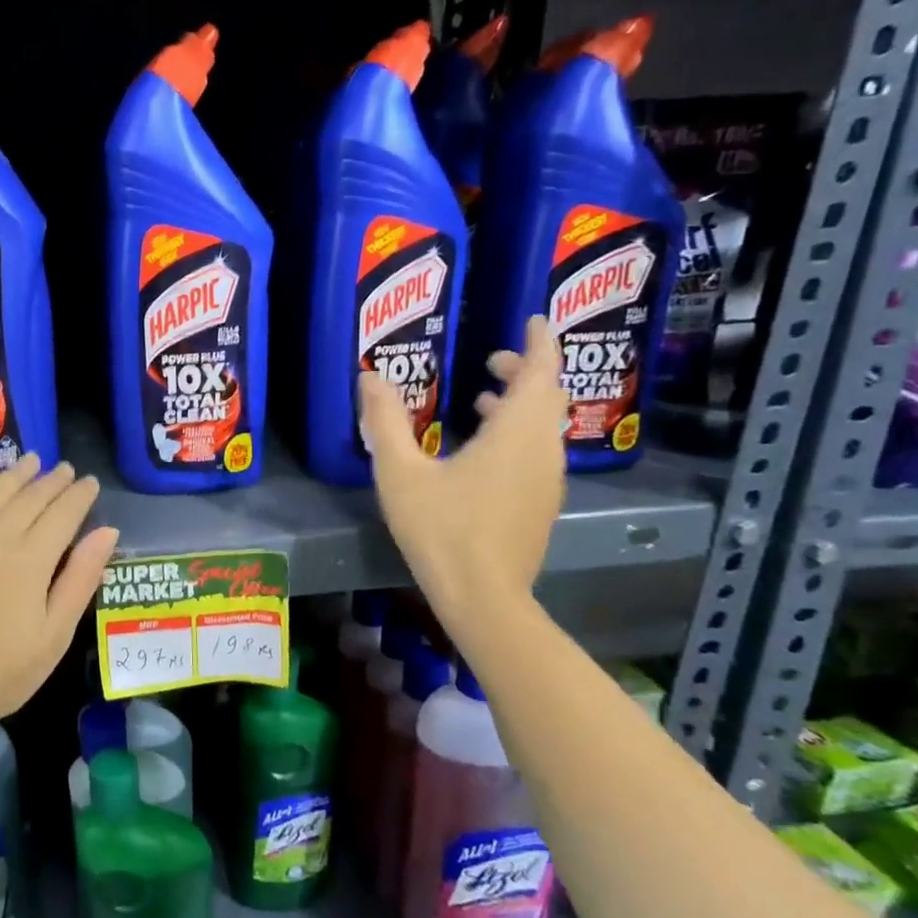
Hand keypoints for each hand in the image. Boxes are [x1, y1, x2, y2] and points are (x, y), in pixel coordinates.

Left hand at [0, 454, 119, 740]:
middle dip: (53, 481)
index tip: (90, 483)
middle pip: (30, 498)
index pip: (63, 514)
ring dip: (16, 474)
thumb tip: (107, 531)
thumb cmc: (2, 674)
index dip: (80, 496)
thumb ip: (81, 578)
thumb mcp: (55, 635)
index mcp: (30, 560)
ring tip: (32, 461)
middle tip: (66, 470)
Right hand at [360, 315, 566, 613]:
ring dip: (519, 405)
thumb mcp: (400, 473)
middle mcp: (543, 449)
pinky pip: (537, 451)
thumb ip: (385, 422)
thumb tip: (369, 378)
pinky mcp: (540, 504)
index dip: (540, 342)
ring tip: (481, 400)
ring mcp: (547, 480)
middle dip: (525, 371)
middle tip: (491, 360)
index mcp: (517, 433)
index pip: (542, 371)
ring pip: (543, 426)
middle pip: (545, 396)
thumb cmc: (442, 529)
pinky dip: (517, 434)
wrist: (483, 597)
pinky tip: (481, 451)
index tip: (532, 320)